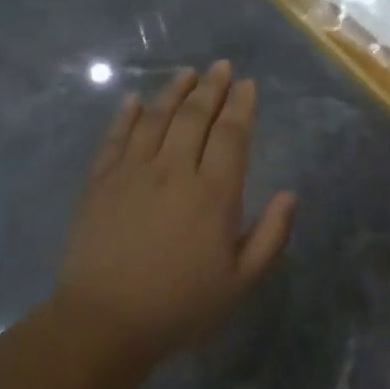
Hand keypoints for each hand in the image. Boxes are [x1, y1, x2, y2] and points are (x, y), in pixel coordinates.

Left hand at [55, 61, 295, 360]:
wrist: (105, 321)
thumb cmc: (181, 305)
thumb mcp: (241, 280)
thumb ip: (271, 235)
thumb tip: (289, 194)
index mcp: (214, 193)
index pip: (232, 134)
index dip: (241, 105)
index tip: (247, 84)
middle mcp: (174, 170)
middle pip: (195, 116)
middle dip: (212, 87)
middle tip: (221, 67)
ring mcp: (132, 171)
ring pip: (156, 117)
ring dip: (174, 91)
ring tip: (187, 73)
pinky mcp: (100, 181)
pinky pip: (115, 137)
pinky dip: (126, 114)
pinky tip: (134, 100)